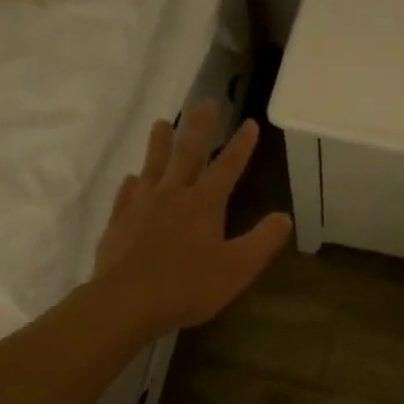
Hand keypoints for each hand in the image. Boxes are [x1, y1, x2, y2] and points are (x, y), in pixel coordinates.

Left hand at [92, 101, 291, 336]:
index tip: (249, 123)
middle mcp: (173, 195)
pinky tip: (131, 177)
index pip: (227, 167)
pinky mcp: (119, 222)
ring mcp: (142, 206)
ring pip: (153, 166)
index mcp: (204, 203)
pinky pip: (126, 194)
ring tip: (162, 122)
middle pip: (187, 153)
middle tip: (205, 102)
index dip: (241, 146)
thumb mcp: (238, 268)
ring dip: (160, 143)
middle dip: (199, 127)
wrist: (126, 302)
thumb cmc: (188, 286)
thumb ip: (263, 240)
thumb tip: (284, 216)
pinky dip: (132, 182)